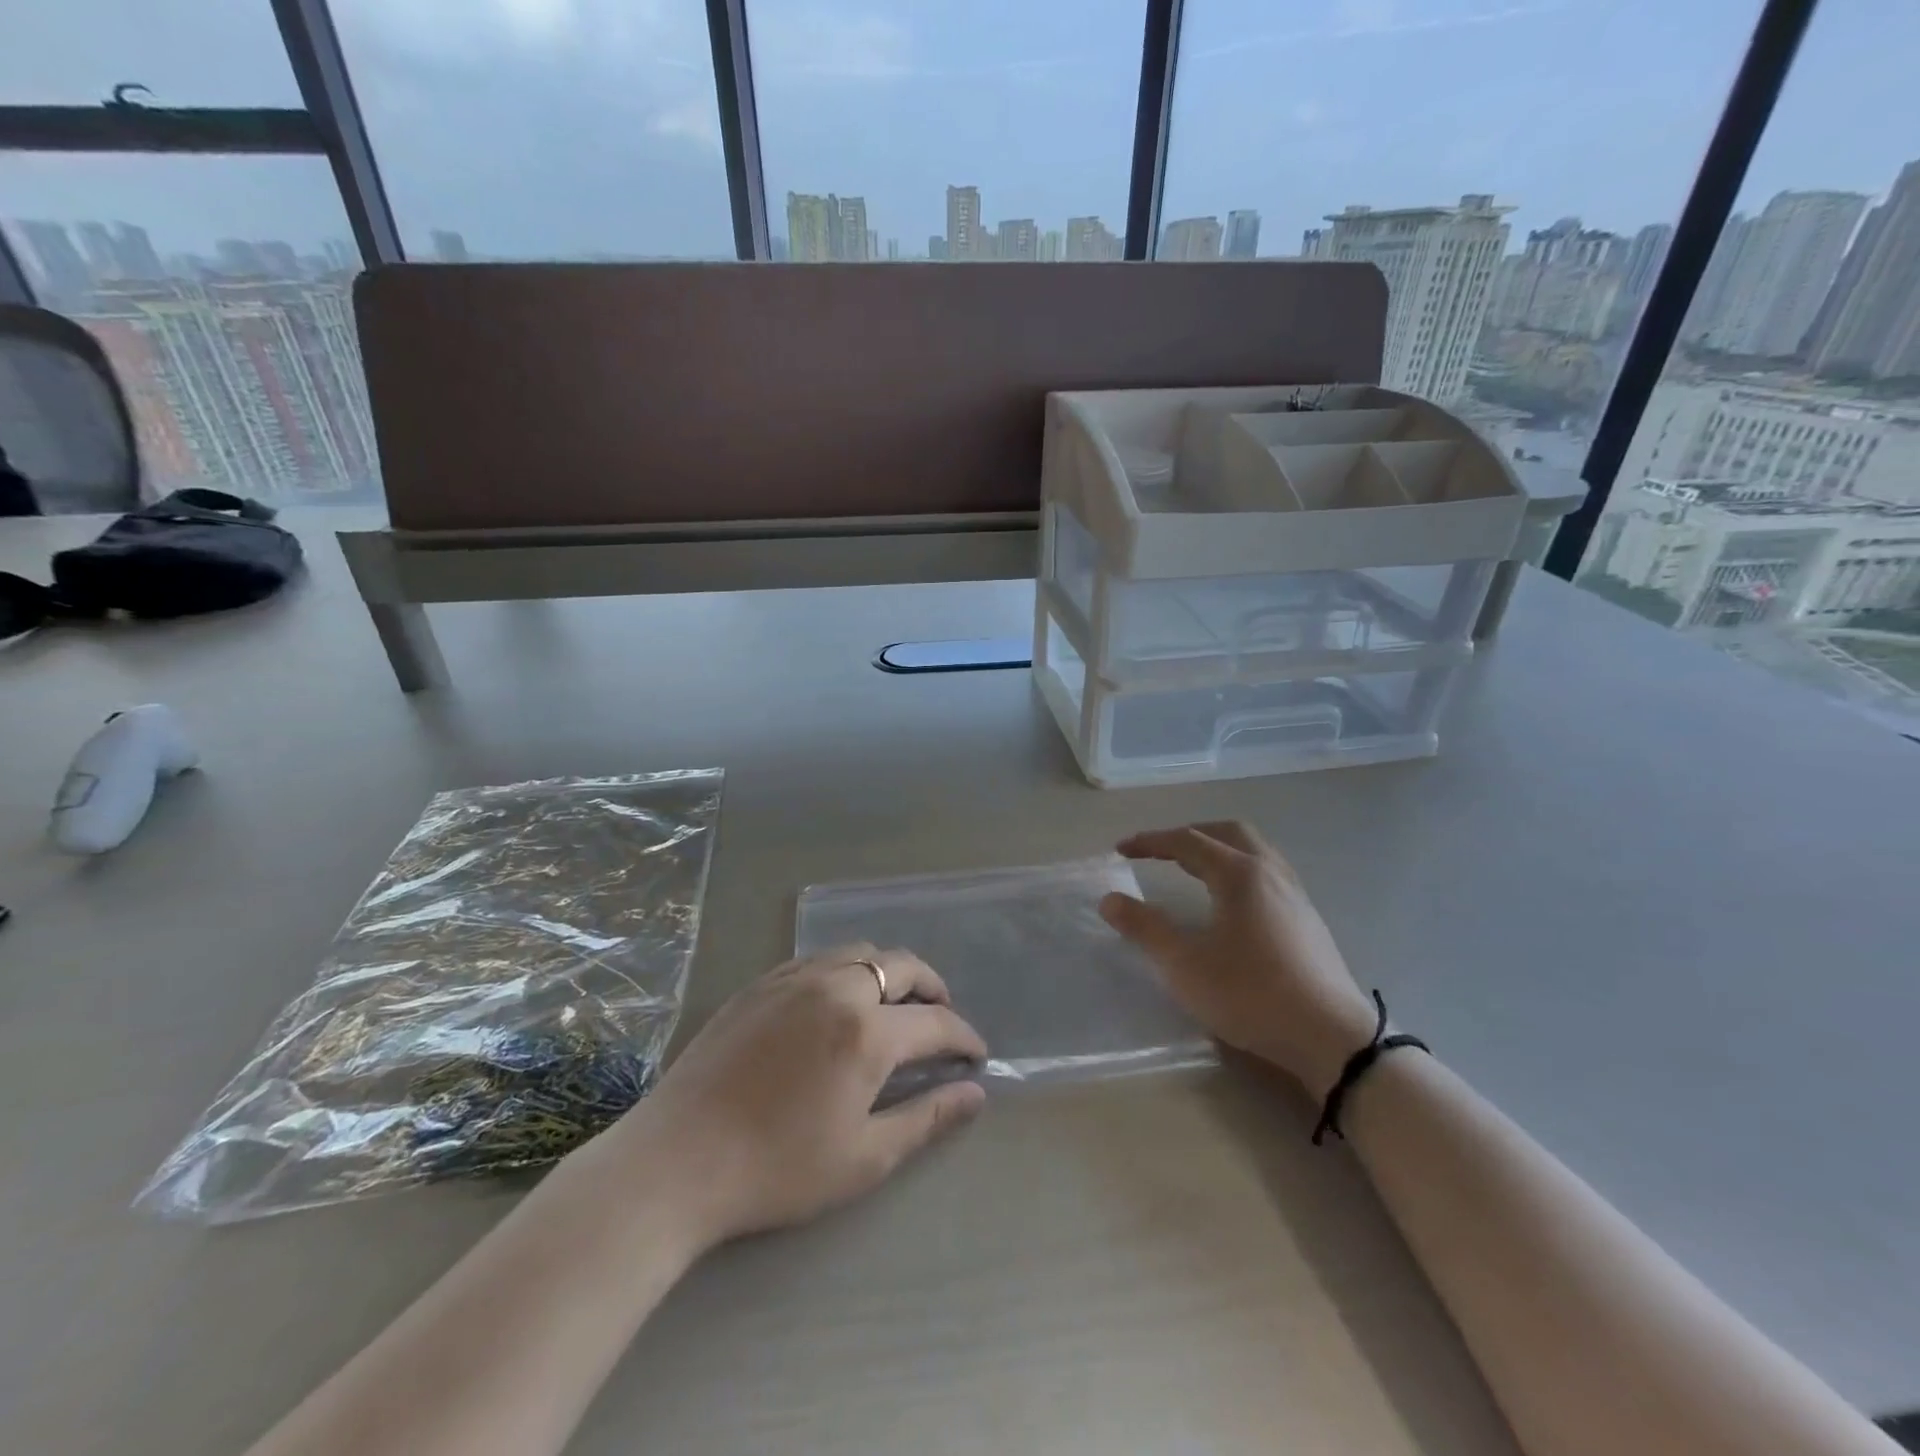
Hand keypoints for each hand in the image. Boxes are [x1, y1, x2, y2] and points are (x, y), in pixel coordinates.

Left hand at [612, 946, 987, 1247]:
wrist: (677, 1161)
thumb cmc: (777, 1169)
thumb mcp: (864, 1158)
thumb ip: (926, 1119)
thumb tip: (975, 1094)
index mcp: (867, 1032)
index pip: (935, 1023)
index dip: (963, 1037)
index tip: (975, 1055)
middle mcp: (837, 988)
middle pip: (902, 966)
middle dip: (933, 988)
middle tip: (940, 1016)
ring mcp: (794, 979)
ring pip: (859, 953)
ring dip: (889, 972)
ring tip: (893, 1004)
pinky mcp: (760, 984)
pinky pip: (818, 959)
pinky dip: (846, 970)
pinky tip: (838, 1000)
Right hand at [1100, 822, 1376, 1097]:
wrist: (1332, 1037)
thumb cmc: (1251, 994)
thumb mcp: (1185, 965)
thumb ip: (1145, 928)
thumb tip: (1110, 900)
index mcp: (1239, 874)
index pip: (1187, 842)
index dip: (1151, 842)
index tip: (1121, 849)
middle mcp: (1270, 872)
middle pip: (1227, 832)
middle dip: (1189, 834)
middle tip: (1161, 850)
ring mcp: (1295, 894)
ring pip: (1253, 850)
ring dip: (1218, 848)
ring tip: (1193, 869)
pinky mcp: (1308, 919)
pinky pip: (1267, 872)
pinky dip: (1238, 869)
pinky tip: (1231, 902)